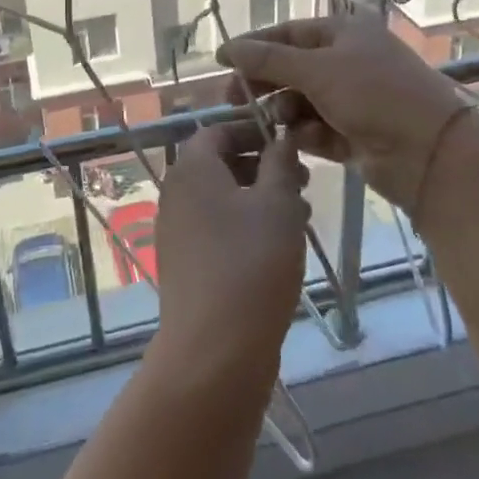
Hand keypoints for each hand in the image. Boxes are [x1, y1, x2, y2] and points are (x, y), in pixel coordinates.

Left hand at [151, 123, 308, 380]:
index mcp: (191, 169)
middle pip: (219, 164)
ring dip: (259, 197)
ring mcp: (177, 231)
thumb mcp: (278, 204)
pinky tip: (279, 246)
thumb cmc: (251, 262)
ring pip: (221, 198)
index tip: (288, 141)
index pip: (216, 130)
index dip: (253, 129)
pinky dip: (246, 225)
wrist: (214, 348)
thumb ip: (280, 163)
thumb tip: (280, 138)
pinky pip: (217, 228)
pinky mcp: (185, 263)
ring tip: (301, 215)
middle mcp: (176, 193)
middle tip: (303, 180)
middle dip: (262, 165)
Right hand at [218, 16, 478, 217]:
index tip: (222, 63)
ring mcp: (353, 98)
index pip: (288, 34)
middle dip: (265, 84)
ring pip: (302, 101)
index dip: (254, 46)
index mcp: (344, 33)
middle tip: (234, 102)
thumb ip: (269, 60)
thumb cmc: (374, 95)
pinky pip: (316, 129)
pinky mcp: (355, 133)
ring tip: (275, 122)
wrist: (430, 153)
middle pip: (292, 68)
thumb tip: (228, 48)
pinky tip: (298, 141)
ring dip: (284, 111)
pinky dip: (305, 135)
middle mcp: (347, 61)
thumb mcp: (318, 70)